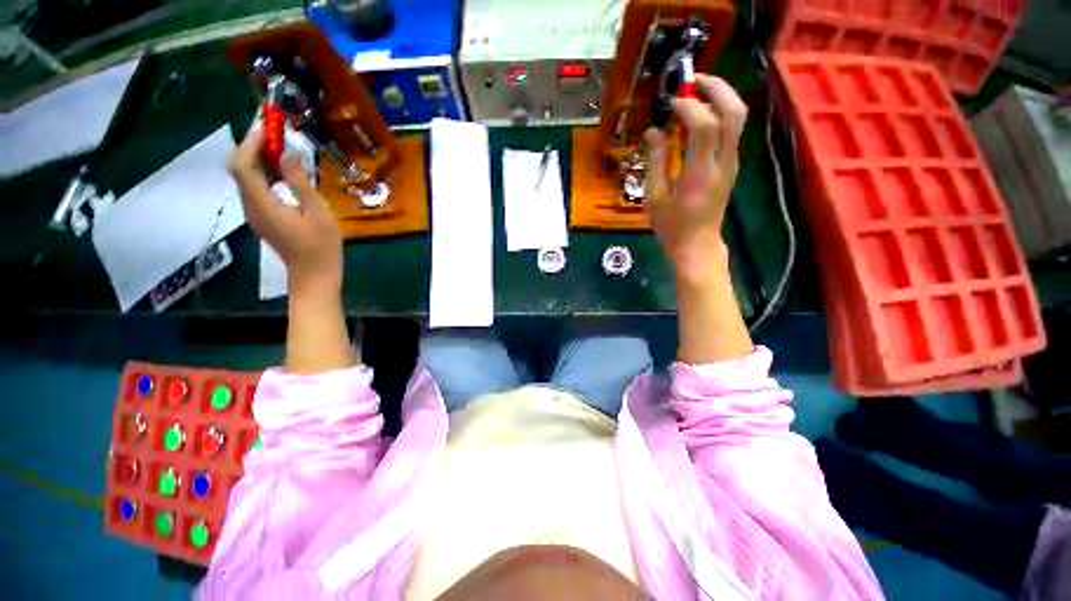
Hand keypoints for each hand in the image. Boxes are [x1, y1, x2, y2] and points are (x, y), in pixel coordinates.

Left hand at [228, 128, 342, 296]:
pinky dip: (265, 176)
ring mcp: (254, 213)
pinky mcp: (262, 218)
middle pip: (240, 169)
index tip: (268, 129)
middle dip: (254, 148)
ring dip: (261, 161)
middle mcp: (250, 205)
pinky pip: (256, 189)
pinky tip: (285, 176)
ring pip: (247, 178)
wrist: (314, 274)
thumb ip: (300, 183)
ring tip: (284, 152)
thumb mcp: (317, 212)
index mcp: (262, 203)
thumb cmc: (321, 245)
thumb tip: (288, 154)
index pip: (242, 165)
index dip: (250, 143)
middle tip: (277, 137)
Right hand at [645, 74, 747, 285]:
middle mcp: (723, 163)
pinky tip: (699, 118)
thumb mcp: (654, 198)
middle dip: (717, 88)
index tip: (671, 103)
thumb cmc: (672, 226)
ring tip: (696, 93)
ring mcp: (732, 163)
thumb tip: (653, 131)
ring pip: (738, 118)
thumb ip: (655, 162)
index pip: (704, 126)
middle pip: (734, 112)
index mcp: (700, 173)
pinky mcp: (731, 166)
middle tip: (693, 81)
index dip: (689, 107)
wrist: (698, 245)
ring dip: (720, 98)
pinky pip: (731, 132)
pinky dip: (719, 115)